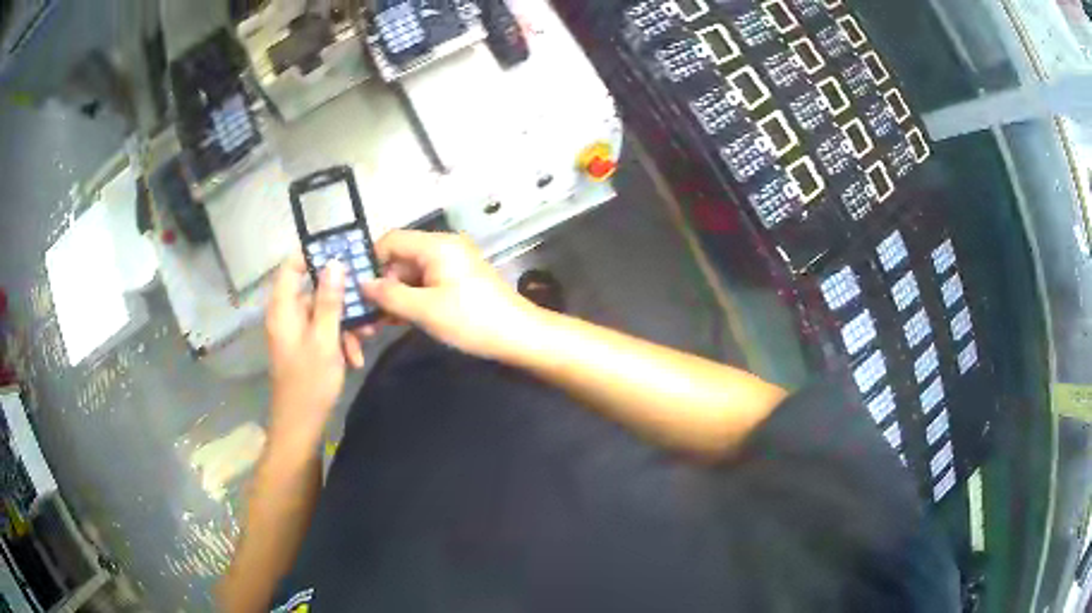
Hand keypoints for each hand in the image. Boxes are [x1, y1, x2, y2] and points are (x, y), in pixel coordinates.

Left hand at [265, 254, 368, 450]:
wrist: (300, 424)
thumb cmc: (310, 381)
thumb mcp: (325, 339)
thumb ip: (329, 301)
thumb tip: (334, 263)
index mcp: (283, 309)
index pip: (291, 267)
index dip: (313, 255)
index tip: (342, 254)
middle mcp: (286, 315)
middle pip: (313, 290)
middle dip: (342, 299)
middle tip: (367, 306)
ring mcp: (295, 331)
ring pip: (323, 312)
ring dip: (345, 323)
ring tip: (365, 339)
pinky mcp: (304, 346)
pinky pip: (323, 331)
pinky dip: (339, 339)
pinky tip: (355, 358)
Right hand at [362, 231, 538, 358]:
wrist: (520, 336)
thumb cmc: (472, 320)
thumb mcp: (425, 310)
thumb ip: (389, 295)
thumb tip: (362, 284)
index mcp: (435, 245)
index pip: (390, 241)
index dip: (370, 262)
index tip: (357, 291)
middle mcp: (443, 247)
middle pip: (399, 258)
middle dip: (382, 284)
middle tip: (367, 315)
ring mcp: (452, 264)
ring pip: (411, 274)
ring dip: (395, 296)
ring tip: (380, 323)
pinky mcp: (457, 280)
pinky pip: (426, 283)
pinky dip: (412, 299)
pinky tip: (400, 320)